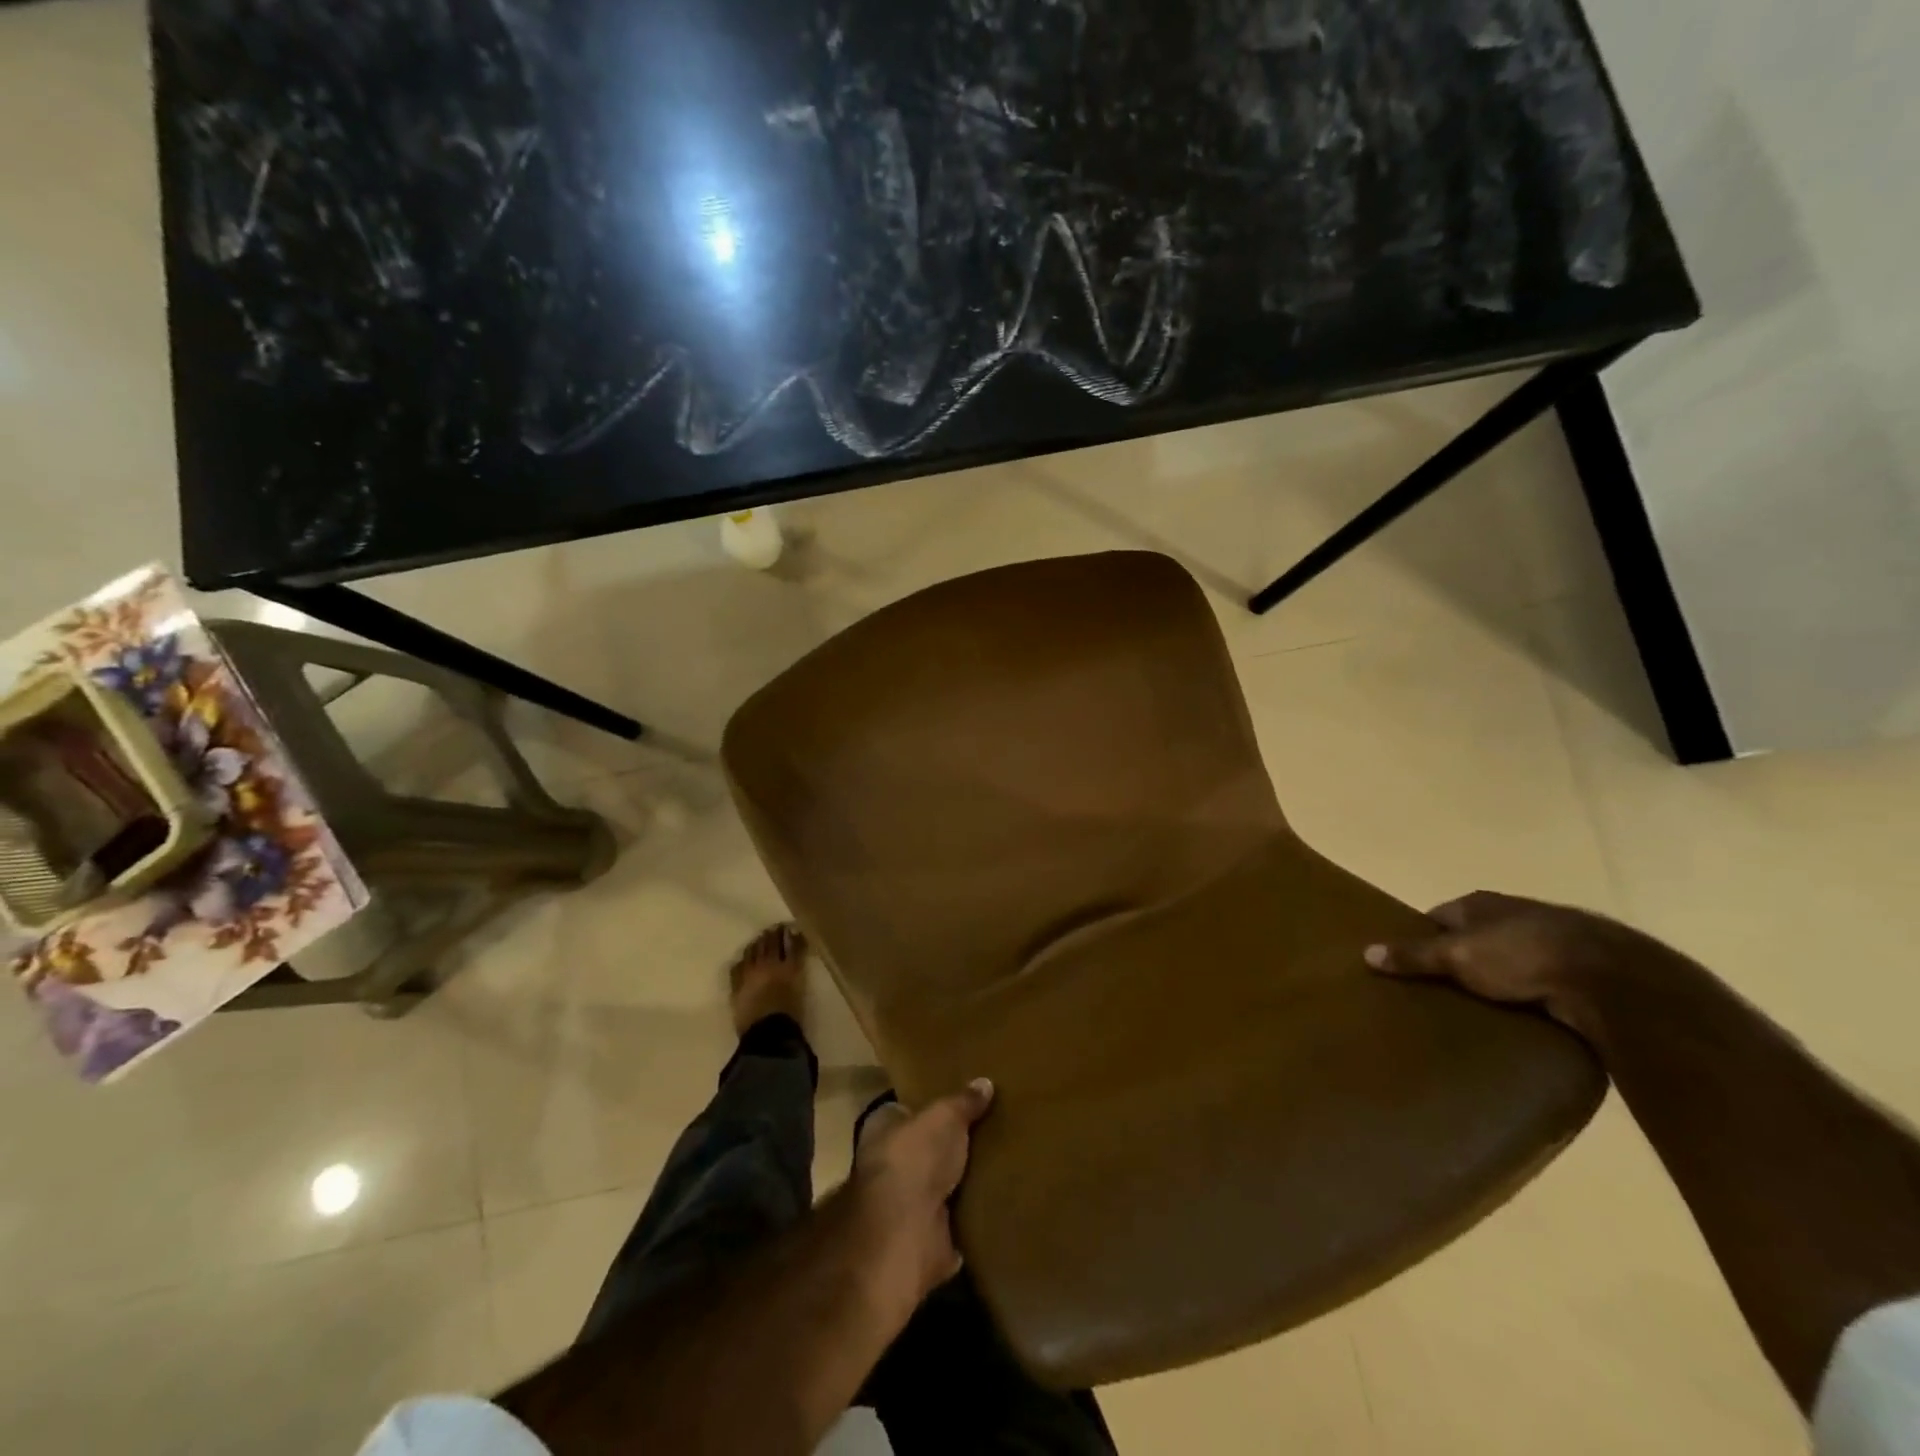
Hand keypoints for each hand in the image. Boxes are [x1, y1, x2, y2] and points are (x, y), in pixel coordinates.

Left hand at [848, 1080, 995, 1314]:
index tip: (957, 1104)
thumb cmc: (915, 1157)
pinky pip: (954, 1222)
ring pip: (937, 1188)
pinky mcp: (924, 1238)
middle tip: (986, 1134)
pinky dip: (970, 1218)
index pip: (903, 1111)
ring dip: (959, 1185)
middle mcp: (886, 1166)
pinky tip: (996, 1204)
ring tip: (999, 1166)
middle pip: (922, 1151)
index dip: (927, 1108)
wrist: (906, 1230)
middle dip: (947, 1148)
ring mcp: (903, 1206)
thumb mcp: (945, 1116)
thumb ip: (963, 1101)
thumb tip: (985, 1083)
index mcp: (881, 1130)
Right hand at [1363, 890, 1662, 1033]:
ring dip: (1496, 978)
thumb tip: (1365, 951)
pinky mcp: (1579, 971)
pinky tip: (1518, 1017)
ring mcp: (1550, 941)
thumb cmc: (1520, 954)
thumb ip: (1414, 955)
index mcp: (1479, 903)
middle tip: (1437, 989)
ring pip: (1509, 960)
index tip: (1408, 961)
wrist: (1610, 978)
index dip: (1422, 935)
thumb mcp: (1457, 955)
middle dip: (1458, 957)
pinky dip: (1527, 996)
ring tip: (1475, 1009)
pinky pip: (1540, 983)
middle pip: (1474, 936)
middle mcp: (1513, 914)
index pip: (1439, 915)